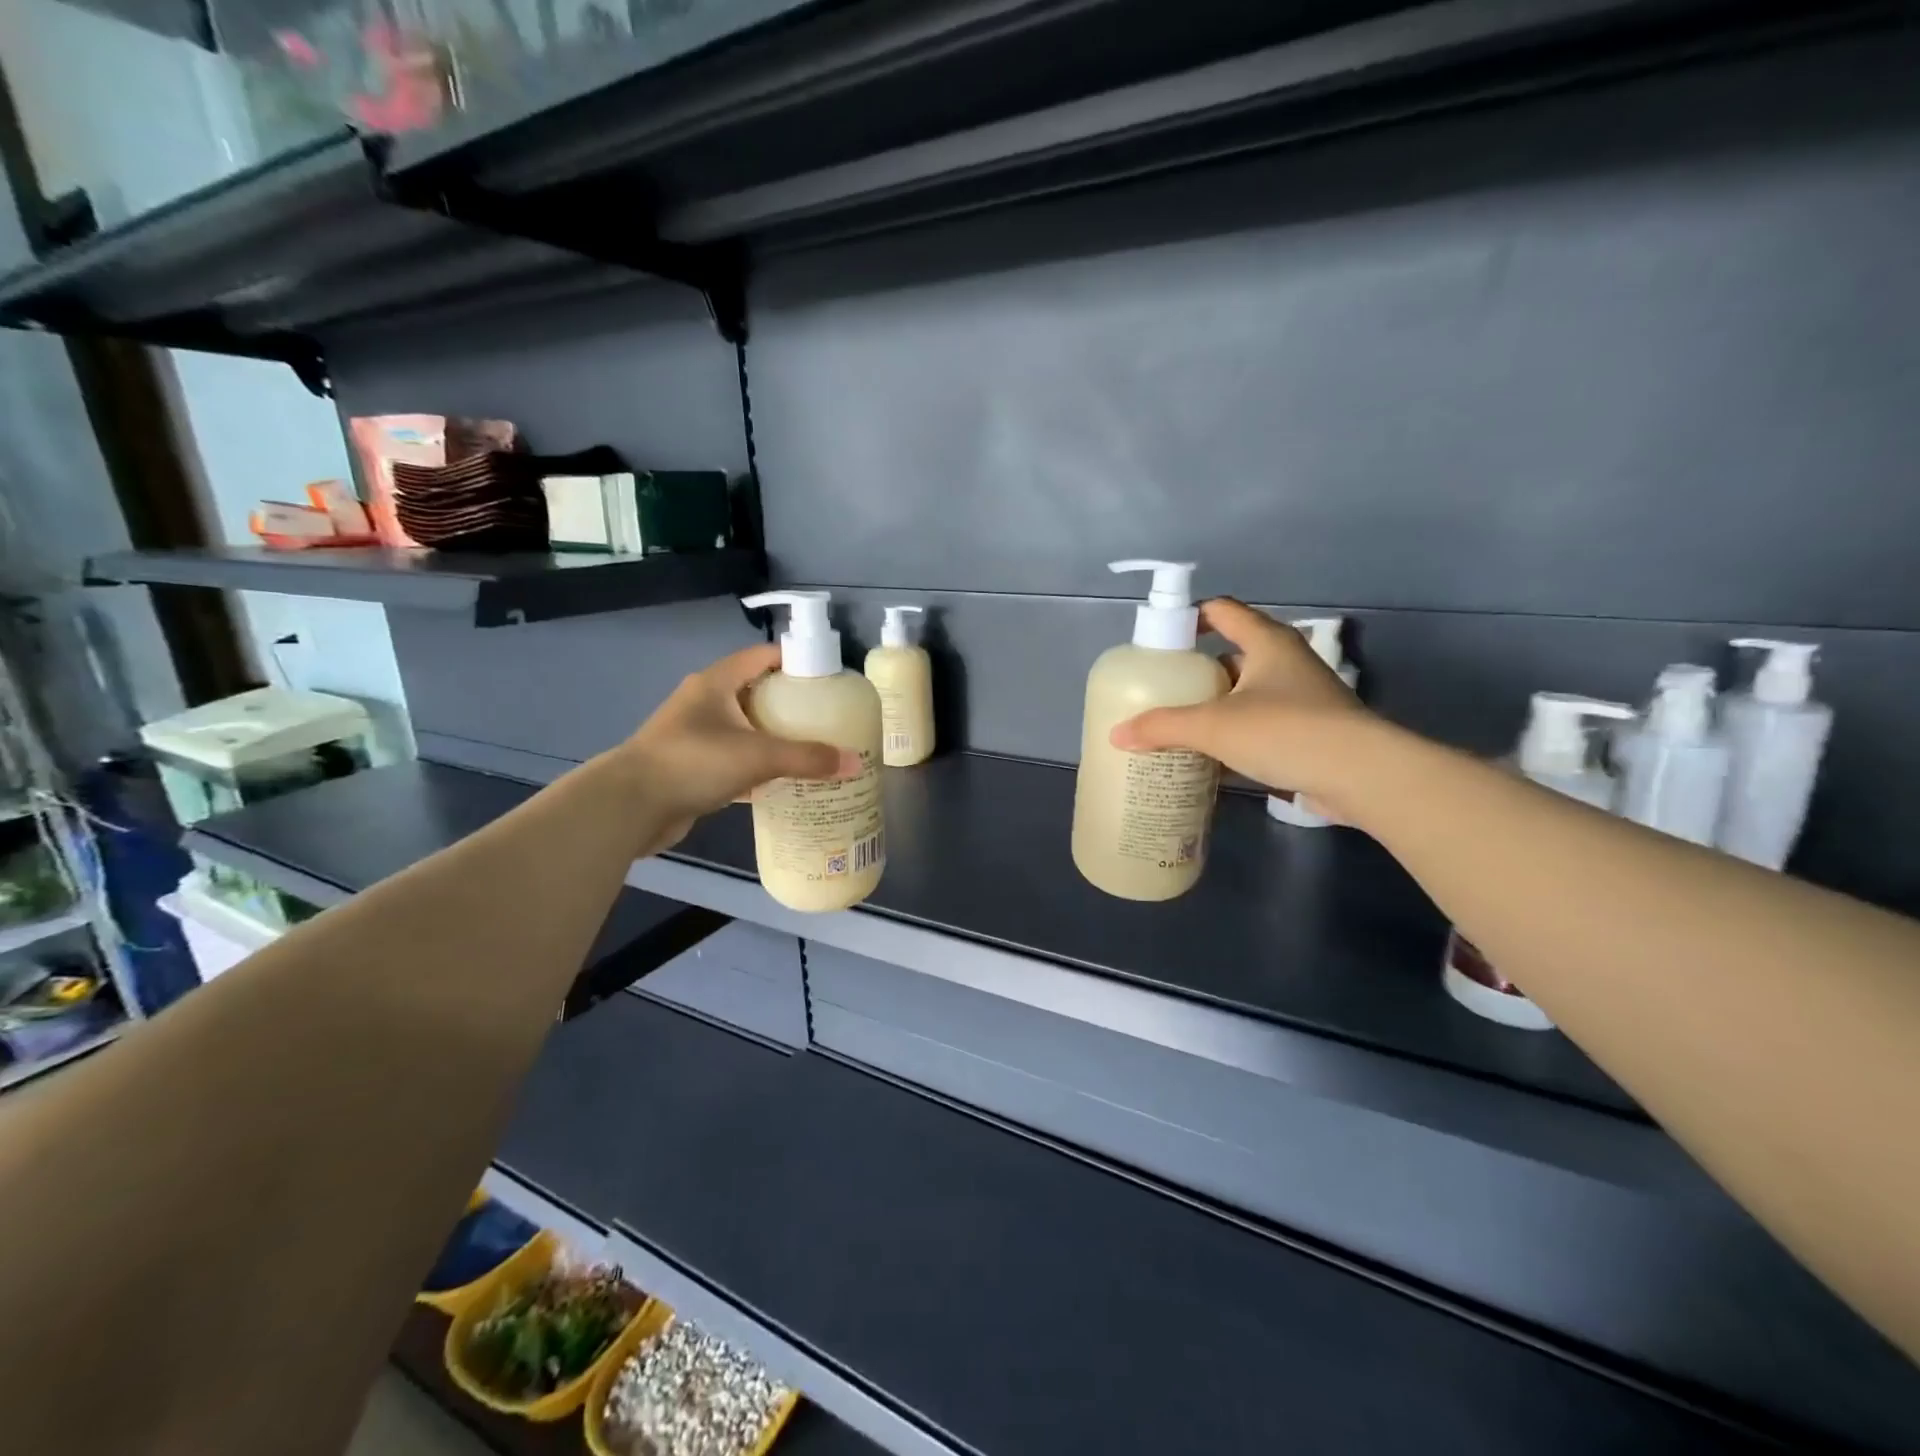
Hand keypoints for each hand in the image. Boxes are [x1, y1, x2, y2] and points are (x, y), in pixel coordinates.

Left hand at [615, 644, 859, 852]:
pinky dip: (757, 765)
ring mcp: (694, 735)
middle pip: (755, 691)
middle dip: (789, 702)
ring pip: (744, 727)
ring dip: (773, 735)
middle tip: (826, 716)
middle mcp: (703, 702)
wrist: (630, 806)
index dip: (794, 660)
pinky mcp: (691, 766)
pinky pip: (734, 757)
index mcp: (715, 682)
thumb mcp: (758, 756)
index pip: (761, 656)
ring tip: (811, 746)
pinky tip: (781, 780)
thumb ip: (808, 758)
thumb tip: (856, 763)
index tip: (827, 676)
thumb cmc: (693, 762)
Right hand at [1110, 599, 1376, 805]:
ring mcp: (1302, 698)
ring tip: (1179, 723)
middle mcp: (1286, 662)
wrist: (1361, 776)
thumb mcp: (1214, 726)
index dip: (1189, 617)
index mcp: (1267, 642)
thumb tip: (1117, 735)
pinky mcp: (1309, 732)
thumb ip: (1163, 727)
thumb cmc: (1285, 731)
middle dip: (1197, 671)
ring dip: (1216, 705)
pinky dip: (1235, 734)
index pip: (1222, 611)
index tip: (1159, 640)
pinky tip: (1211, 756)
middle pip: (1232, 654)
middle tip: (1162, 689)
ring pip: (1247, 693)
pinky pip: (1261, 724)